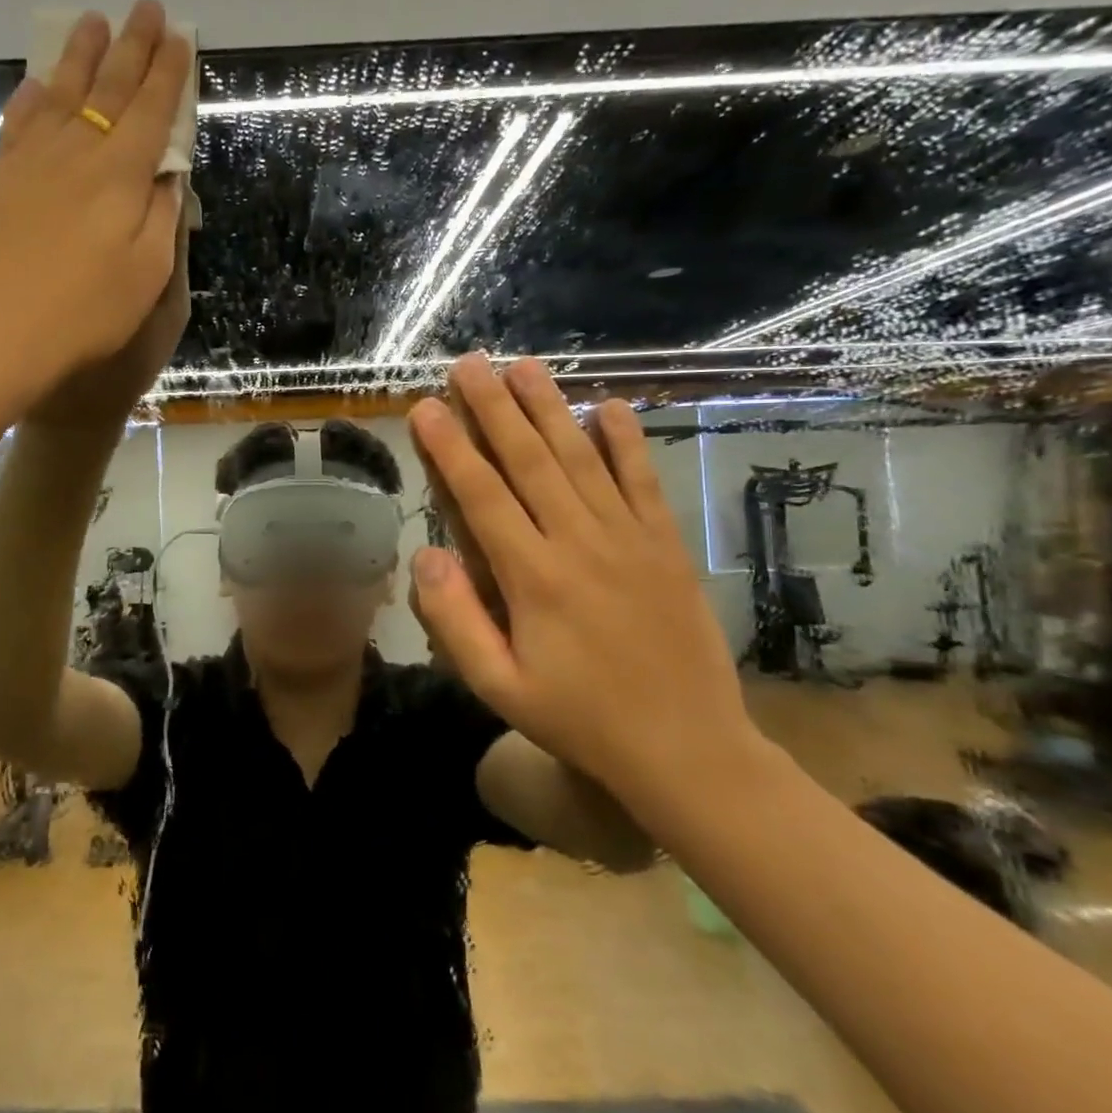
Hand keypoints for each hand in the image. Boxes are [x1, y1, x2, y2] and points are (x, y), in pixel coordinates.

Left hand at [0, 0, 191, 404]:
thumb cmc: (85, 313)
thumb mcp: (147, 274)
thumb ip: (161, 217)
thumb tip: (168, 175)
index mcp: (121, 175)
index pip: (152, 110)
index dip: (169, 73)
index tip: (181, 38)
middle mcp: (76, 152)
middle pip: (109, 88)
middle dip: (132, 46)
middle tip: (147, 8)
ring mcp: (31, 162)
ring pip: (61, 93)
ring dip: (80, 56)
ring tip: (91, 21)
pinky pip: (19, 123)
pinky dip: (32, 97)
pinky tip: (37, 84)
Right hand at [406, 354, 761, 805]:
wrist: (688, 750)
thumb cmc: (581, 720)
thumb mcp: (499, 687)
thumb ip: (455, 620)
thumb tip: (423, 554)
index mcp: (534, 577)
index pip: (481, 495)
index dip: (450, 447)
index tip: (426, 406)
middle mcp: (580, 542)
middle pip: (529, 460)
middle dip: (494, 407)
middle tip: (469, 363)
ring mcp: (629, 539)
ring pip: (581, 458)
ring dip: (550, 408)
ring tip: (524, 366)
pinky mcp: (665, 546)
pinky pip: (643, 482)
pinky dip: (626, 442)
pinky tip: (609, 407)